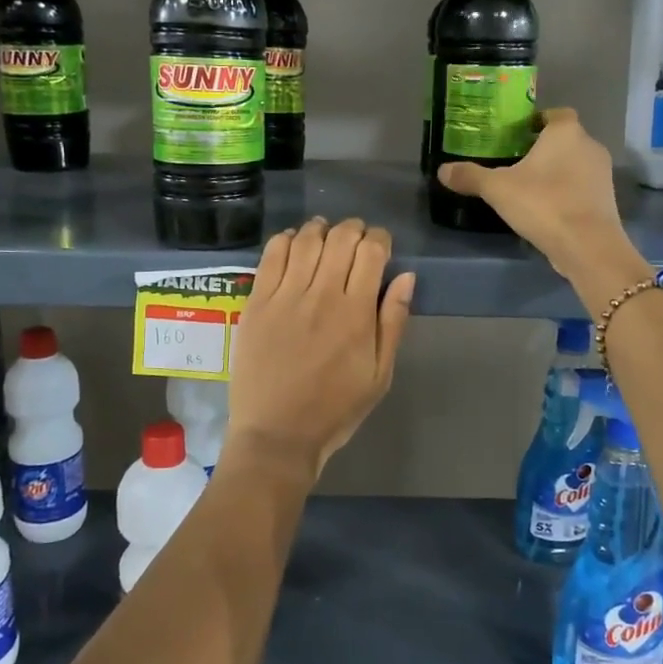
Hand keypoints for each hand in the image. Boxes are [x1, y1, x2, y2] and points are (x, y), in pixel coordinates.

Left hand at [226, 217, 415, 476]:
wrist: (277, 434)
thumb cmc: (335, 409)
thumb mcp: (380, 375)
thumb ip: (393, 322)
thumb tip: (406, 277)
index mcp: (357, 312)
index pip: (371, 251)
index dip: (379, 239)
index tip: (380, 245)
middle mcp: (322, 294)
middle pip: (340, 238)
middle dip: (353, 229)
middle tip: (355, 239)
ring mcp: (285, 296)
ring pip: (306, 240)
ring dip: (320, 228)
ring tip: (325, 234)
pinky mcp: (257, 302)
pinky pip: (271, 255)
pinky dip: (286, 240)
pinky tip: (293, 244)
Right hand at [437, 109, 635, 279]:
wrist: (587, 245)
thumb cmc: (543, 203)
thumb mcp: (497, 189)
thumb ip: (470, 176)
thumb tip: (443, 170)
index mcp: (566, 132)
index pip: (555, 114)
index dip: (537, 121)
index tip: (516, 135)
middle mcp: (589, 146)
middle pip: (565, 139)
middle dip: (543, 148)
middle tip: (515, 162)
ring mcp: (603, 174)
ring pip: (574, 164)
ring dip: (556, 172)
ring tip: (528, 187)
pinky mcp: (607, 199)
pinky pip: (581, 187)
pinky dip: (566, 192)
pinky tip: (546, 208)